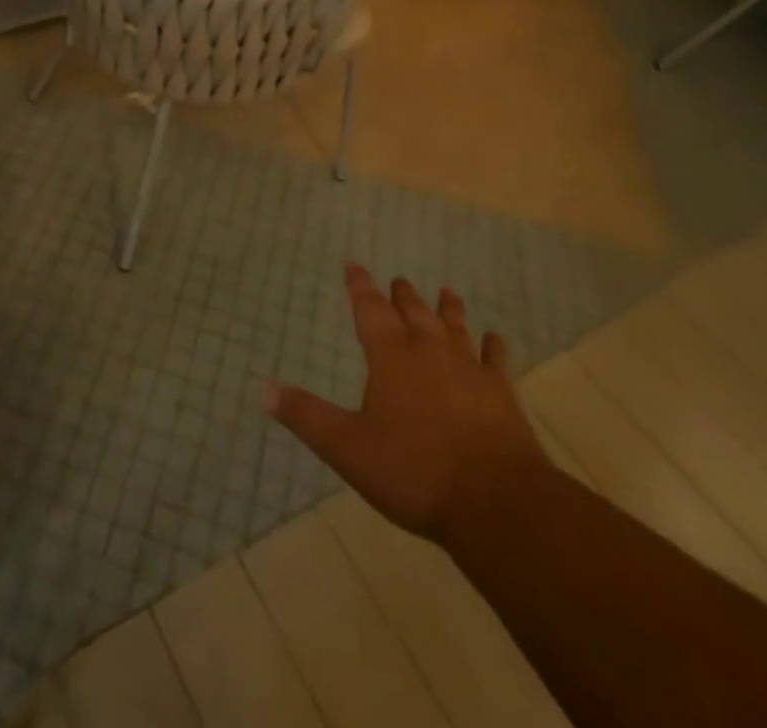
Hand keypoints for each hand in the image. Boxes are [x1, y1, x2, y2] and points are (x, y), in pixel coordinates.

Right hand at [266, 263, 552, 547]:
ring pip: (455, 326)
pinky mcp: (502, 393)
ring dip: (448, 308)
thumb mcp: (347, 447)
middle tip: (398, 280)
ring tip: (446, 291)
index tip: (353, 264)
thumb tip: (265, 389)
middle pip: (413, 311)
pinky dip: (493, 346)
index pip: (369, 307)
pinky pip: (495, 359)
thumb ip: (306, 416)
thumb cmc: (413, 471)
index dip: (359, 285)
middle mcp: (429, 349)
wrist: (496, 502)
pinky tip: (495, 338)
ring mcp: (469, 368)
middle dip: (401, 295)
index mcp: (390, 354)